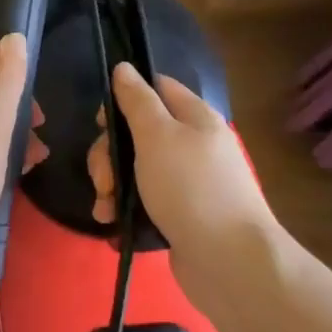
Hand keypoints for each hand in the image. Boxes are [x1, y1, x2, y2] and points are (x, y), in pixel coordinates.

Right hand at [87, 64, 274, 255]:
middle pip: (140, 133)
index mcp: (196, 117)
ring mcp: (189, 183)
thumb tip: (124, 67)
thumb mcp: (157, 135)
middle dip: (110, 154)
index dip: (124, 98)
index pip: (156, 88)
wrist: (230, 263)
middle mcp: (195, 145)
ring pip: (138, 170)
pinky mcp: (182, 217)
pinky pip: (145, 202)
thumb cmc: (191, 187)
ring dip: (112, 185)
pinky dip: (126, 210)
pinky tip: (112, 225)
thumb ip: (137, 100)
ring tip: (104, 208)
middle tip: (102, 178)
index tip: (101, 123)